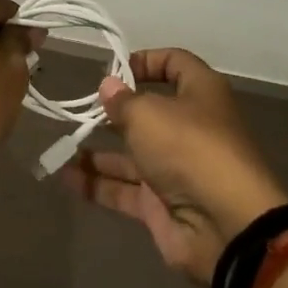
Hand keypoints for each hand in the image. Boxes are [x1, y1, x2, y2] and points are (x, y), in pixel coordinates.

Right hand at [63, 47, 287, 284]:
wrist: (225, 226)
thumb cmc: (189, 148)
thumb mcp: (148, 113)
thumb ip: (122, 101)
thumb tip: (109, 86)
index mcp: (200, 94)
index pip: (175, 63)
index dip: (144, 61)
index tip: (112, 71)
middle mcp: (190, 128)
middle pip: (148, 112)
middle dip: (113, 112)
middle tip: (79, 109)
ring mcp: (175, 168)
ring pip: (131, 154)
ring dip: (97, 151)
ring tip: (62, 146)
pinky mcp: (162, 204)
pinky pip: (125, 188)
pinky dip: (97, 183)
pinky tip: (66, 177)